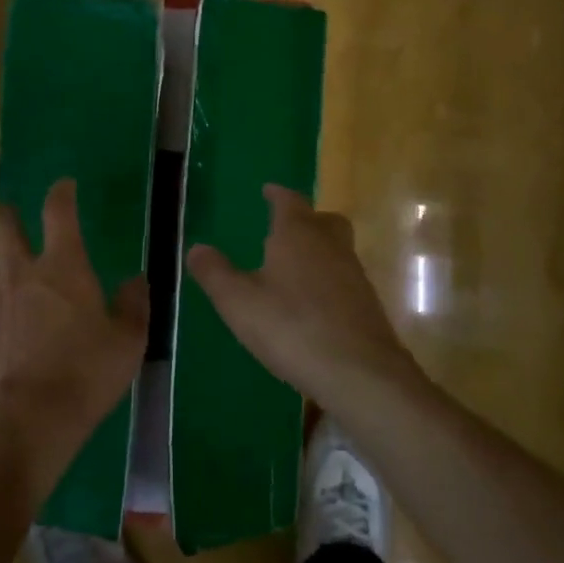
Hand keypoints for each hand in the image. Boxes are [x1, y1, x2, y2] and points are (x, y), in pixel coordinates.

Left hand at [0, 179, 148, 495]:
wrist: (28, 419)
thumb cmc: (86, 373)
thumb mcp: (128, 342)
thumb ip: (134, 306)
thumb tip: (137, 280)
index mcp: (62, 266)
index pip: (57, 211)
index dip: (61, 192)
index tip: (65, 186)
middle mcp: (21, 273)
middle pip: (0, 224)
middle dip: (8, 213)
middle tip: (18, 218)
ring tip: (0, 253)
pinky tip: (2, 311)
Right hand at [186, 185, 426, 414]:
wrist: (359, 372)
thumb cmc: (291, 327)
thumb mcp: (238, 302)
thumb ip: (215, 273)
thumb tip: (196, 248)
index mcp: (298, 234)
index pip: (289, 201)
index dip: (277, 194)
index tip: (268, 190)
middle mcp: (330, 245)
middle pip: (323, 220)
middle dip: (306, 219)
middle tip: (285, 227)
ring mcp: (354, 275)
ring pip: (337, 249)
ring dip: (318, 251)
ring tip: (292, 269)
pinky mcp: (367, 305)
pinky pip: (344, 279)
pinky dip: (328, 281)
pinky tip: (311, 304)